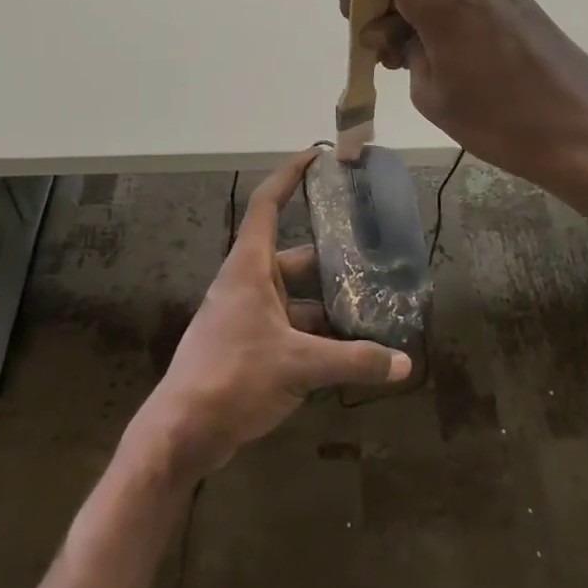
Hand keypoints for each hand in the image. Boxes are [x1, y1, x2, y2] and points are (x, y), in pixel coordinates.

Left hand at [125, 151, 411, 483]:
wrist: (182, 431)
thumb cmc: (233, 376)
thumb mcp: (299, 365)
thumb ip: (353, 361)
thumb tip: (405, 364)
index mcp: (250, 266)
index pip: (268, 203)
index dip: (290, 175)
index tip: (317, 156)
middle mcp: (248, 282)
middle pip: (296, 256)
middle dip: (333, 256)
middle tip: (374, 253)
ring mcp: (247, 315)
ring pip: (297, 296)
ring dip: (329, 302)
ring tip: (373, 304)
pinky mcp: (249, 345)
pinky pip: (291, 326)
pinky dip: (318, 333)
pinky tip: (350, 348)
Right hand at [339, 0, 587, 210]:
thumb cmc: (501, 121)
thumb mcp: (431, 94)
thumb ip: (401, 51)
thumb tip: (393, 34)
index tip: (359, 21)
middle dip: (386, 12)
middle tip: (390, 62)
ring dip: (416, 19)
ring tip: (425, 70)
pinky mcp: (519, 1)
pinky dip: (445, 22)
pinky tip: (458, 65)